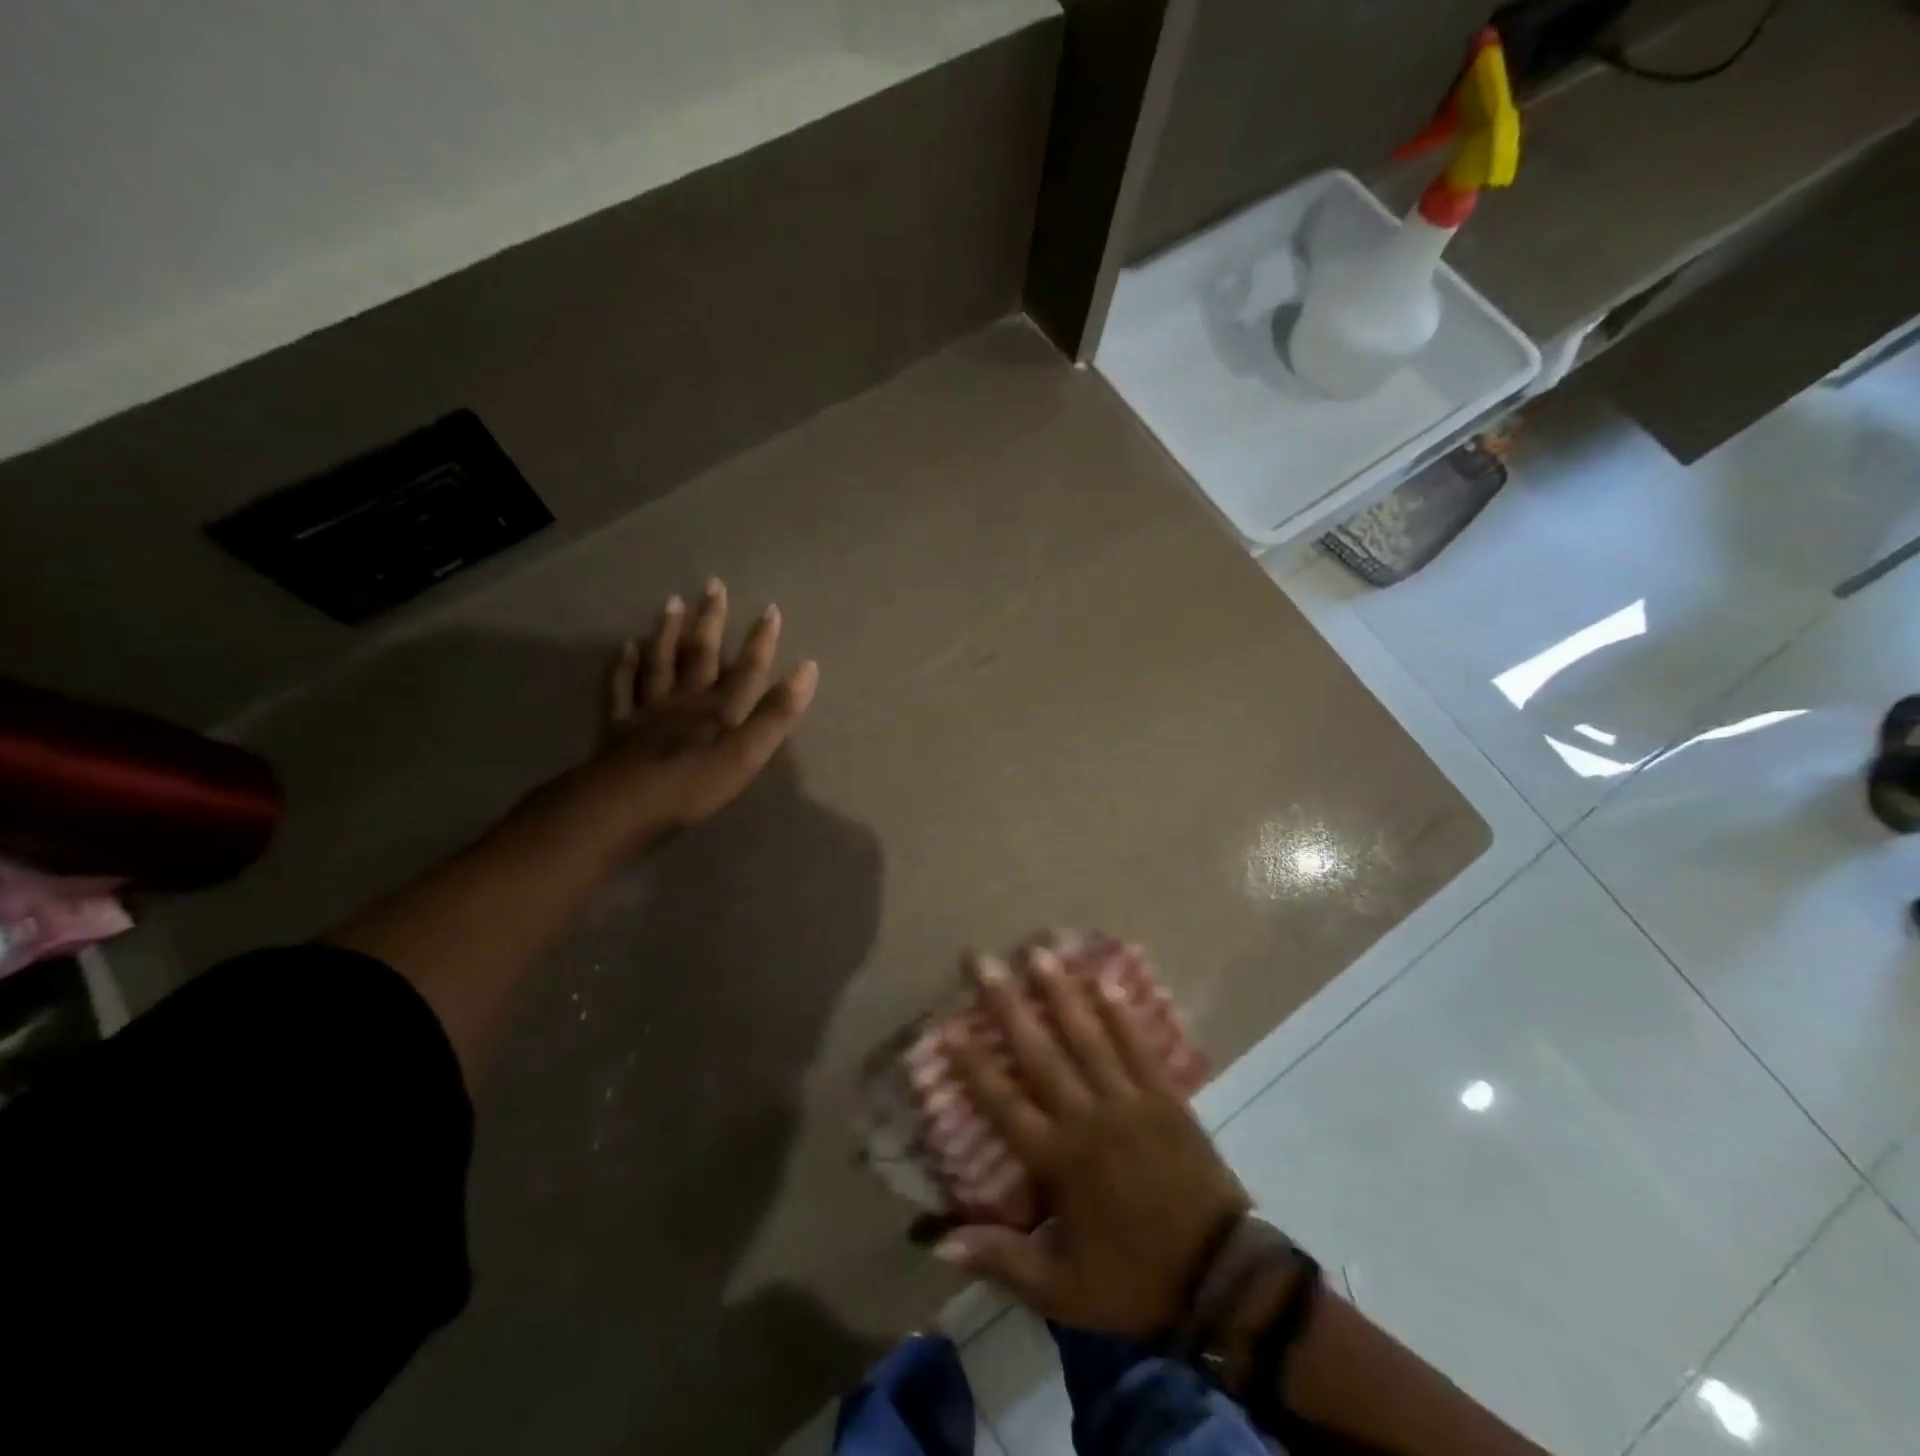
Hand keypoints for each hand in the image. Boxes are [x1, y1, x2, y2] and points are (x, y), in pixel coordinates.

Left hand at [573, 579, 818, 852]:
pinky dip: (624, 665)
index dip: (761, 641)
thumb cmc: (694, 784)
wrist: (624, 805)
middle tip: (713, 585)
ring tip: (672, 603)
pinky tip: (625, 647)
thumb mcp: (748, 753)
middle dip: (710, 620)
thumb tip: (808, 668)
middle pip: (700, 654)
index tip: (770, 609)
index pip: (746, 668)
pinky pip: (622, 688)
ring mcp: (649, 711)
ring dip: (667, 632)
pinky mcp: (619, 727)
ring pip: (660, 663)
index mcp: (718, 709)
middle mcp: (685, 700)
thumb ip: (777, 713)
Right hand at [936, 944, 1249, 1335]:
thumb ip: (1003, 1261)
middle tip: (982, 961)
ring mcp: (1130, 1100)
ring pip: (1088, 1037)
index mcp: (1060, 1160)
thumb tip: (940, 1243)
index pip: (1005, 1104)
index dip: (974, 1066)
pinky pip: (1139, 1046)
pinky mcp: (1165, 1096)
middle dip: (1007, 1004)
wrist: (1222, 1275)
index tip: (947, 1027)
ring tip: (1039, 952)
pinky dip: (1121, 1014)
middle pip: (1040, 1052)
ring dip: (1060, 993)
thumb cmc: (1136, 1278)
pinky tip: (1105, 981)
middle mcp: (1089, 1117)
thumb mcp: (1064, 1290)